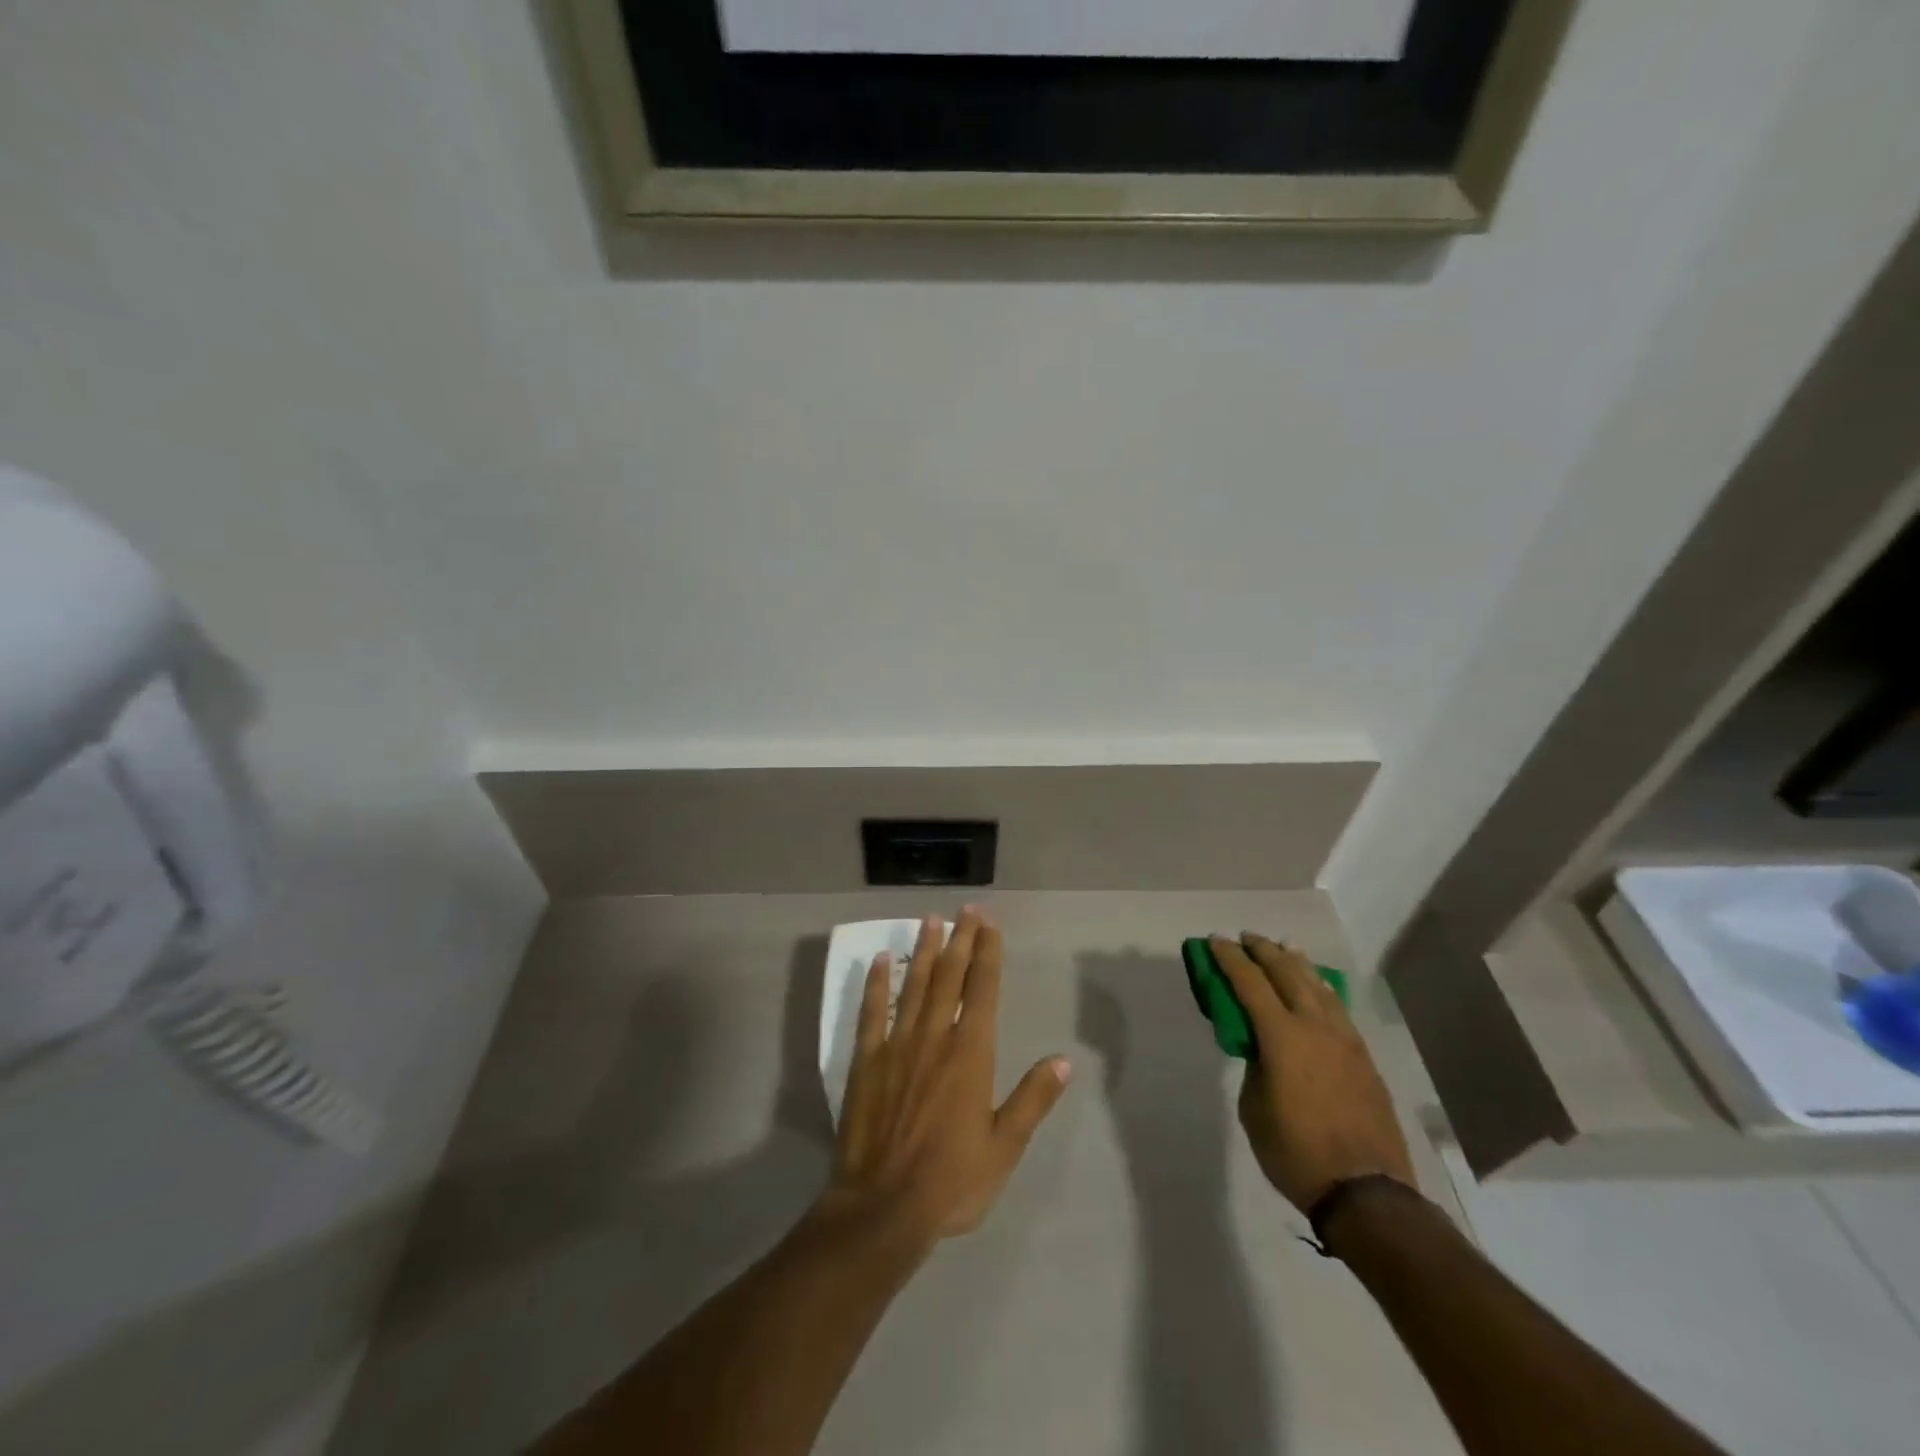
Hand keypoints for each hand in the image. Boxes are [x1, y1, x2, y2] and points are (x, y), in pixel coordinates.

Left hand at [818, 908, 1071, 1251]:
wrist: (882, 1208)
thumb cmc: (951, 1181)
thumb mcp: (1004, 1148)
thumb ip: (1032, 1100)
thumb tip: (1062, 1060)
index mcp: (970, 1054)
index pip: (982, 990)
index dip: (987, 954)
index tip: (990, 925)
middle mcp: (934, 1037)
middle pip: (949, 977)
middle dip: (960, 940)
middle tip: (966, 909)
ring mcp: (897, 1045)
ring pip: (913, 985)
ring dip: (923, 950)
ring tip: (930, 920)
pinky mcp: (866, 1061)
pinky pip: (872, 1012)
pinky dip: (875, 983)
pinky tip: (879, 960)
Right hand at [1211, 933, 1414, 1213]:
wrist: (1366, 1193)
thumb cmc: (1295, 1153)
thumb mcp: (1254, 1108)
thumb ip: (1256, 1067)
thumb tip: (1263, 1050)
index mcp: (1282, 1037)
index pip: (1250, 984)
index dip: (1230, 959)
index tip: (1216, 940)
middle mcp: (1316, 1027)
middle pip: (1288, 974)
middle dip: (1264, 951)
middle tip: (1247, 937)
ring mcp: (1345, 1041)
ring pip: (1319, 987)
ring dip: (1297, 964)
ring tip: (1285, 947)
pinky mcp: (1364, 1059)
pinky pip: (1339, 1009)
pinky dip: (1322, 990)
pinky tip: (1319, 988)